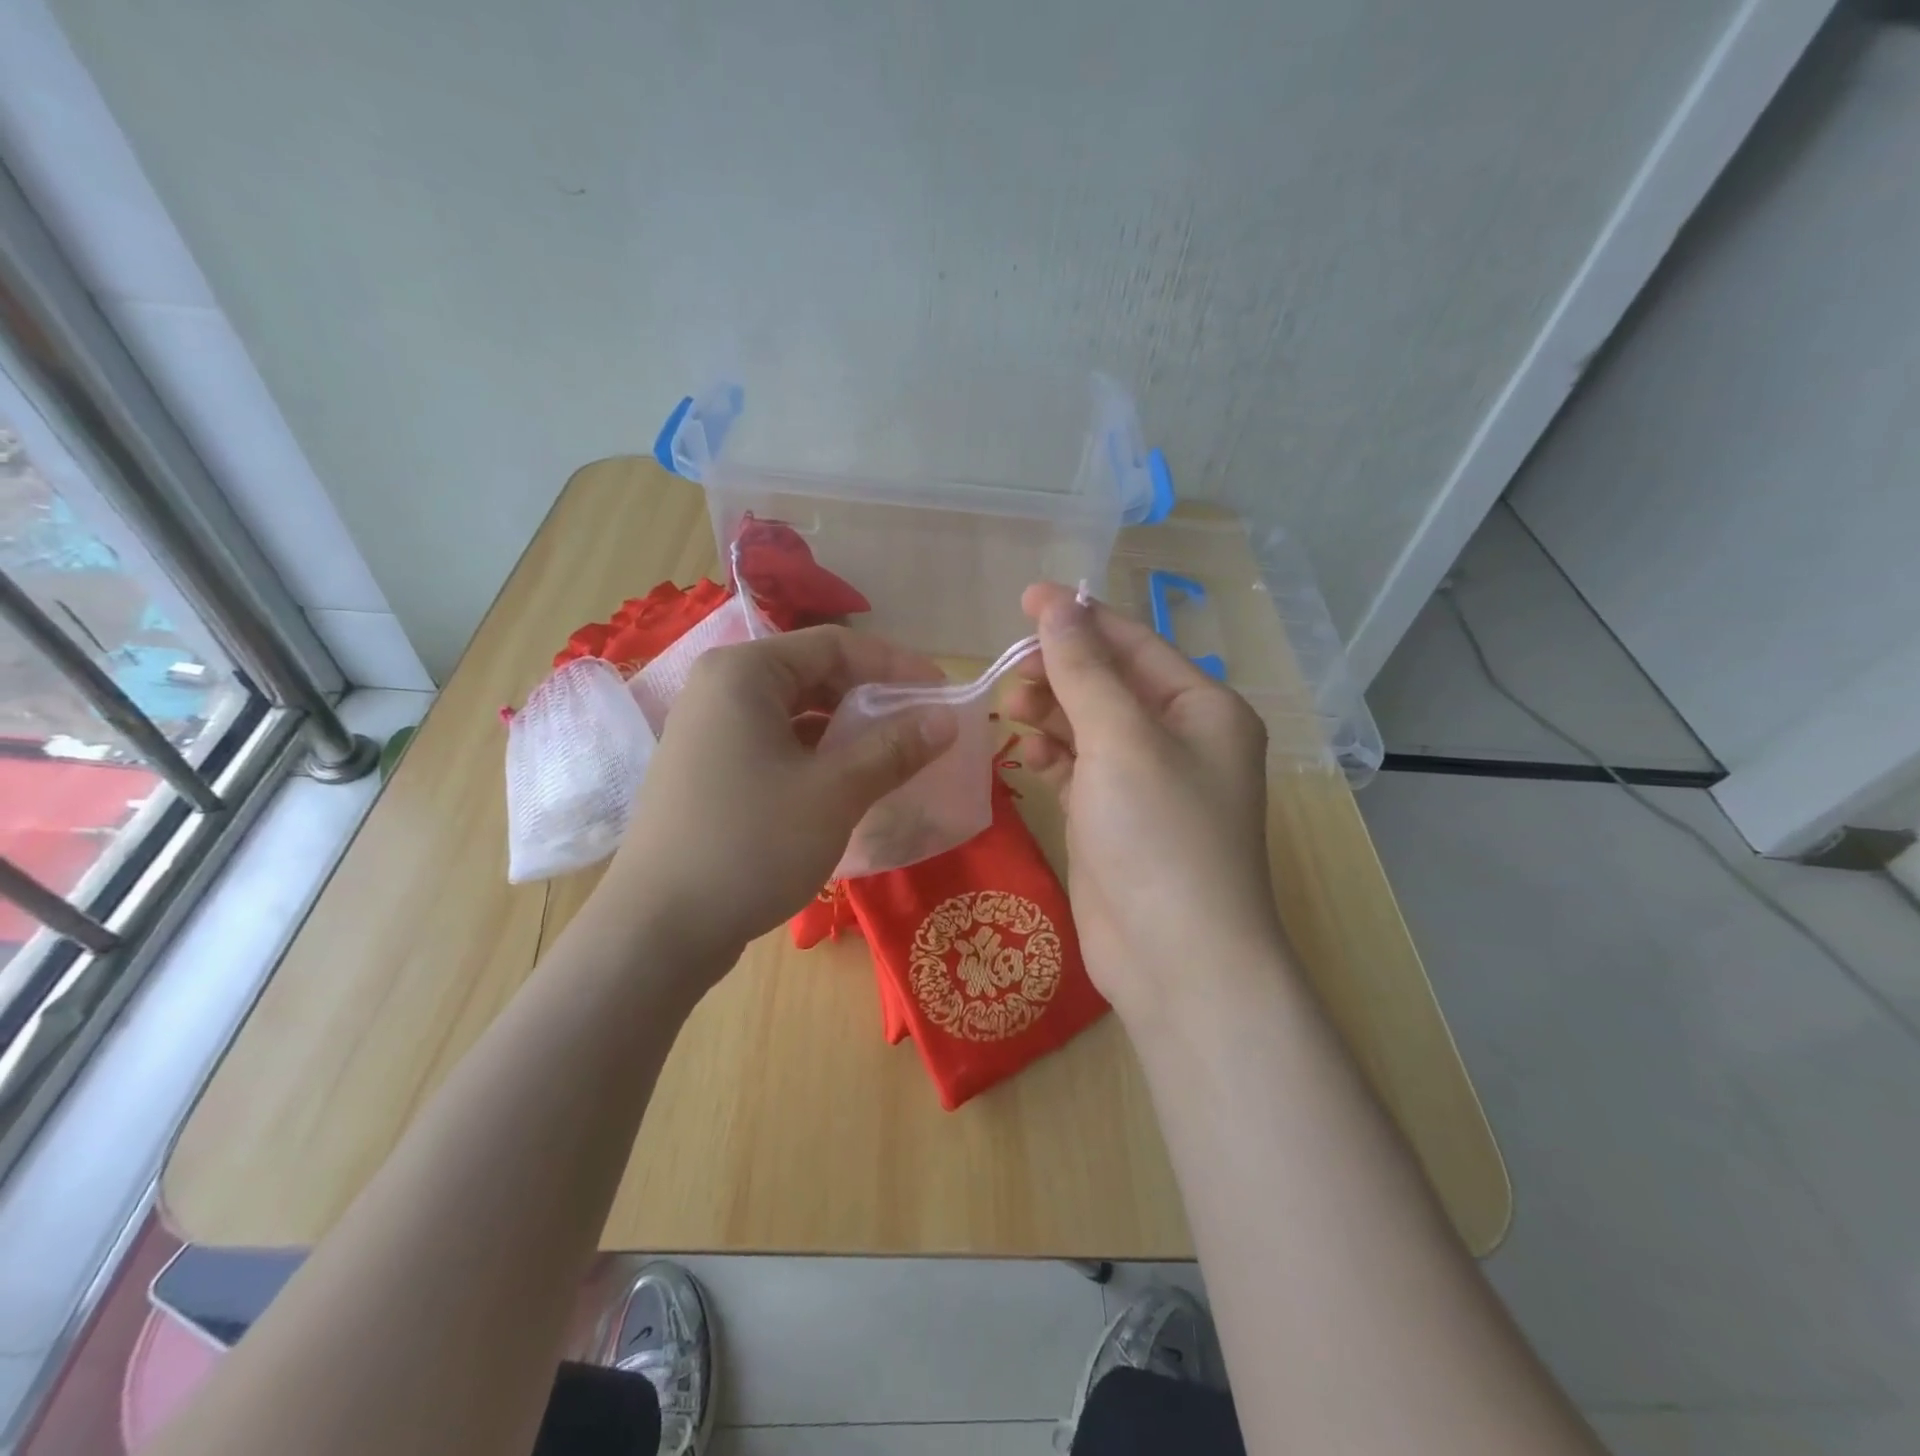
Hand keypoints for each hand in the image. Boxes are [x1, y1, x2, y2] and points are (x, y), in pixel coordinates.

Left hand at [602, 626, 956, 974]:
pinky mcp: (709, 771)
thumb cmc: (751, 844)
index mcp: (744, 673)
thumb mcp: (835, 792)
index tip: (941, 694)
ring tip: (893, 756)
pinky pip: (776, 744)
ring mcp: (709, 732)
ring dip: (847, 730)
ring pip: (795, 713)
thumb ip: (894, 748)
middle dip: (872, 698)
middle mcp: (720, 689)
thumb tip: (946, 719)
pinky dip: (817, 756)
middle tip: (920, 727)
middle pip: (813, 674)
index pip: (834, 645)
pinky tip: (848, 784)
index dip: (896, 665)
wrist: (659, 930)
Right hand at [1004, 583, 1285, 1022]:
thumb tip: (1056, 603)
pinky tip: (1027, 755)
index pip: (1134, 644)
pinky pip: (1079, 770)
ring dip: (1050, 713)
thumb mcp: (1120, 739)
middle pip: (1110, 684)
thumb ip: (1083, 669)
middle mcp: (1180, 740)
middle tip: (1007, 673)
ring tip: (1009, 709)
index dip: (1079, 619)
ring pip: (1089, 727)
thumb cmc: (1159, 834)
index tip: (1024, 599)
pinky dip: (1053, 757)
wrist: (1175, 960)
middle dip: (1059, 672)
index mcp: (1202, 708)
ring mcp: (1146, 784)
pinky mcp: (1114, 821)